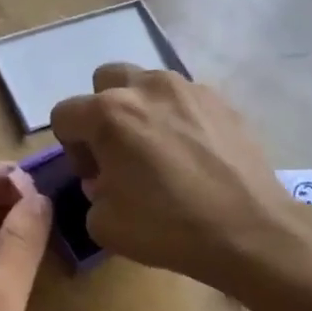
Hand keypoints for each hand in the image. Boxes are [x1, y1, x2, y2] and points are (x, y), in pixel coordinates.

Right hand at [49, 64, 304, 293]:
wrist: (247, 230)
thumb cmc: (167, 227)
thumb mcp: (103, 224)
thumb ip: (92, 193)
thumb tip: (106, 180)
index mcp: (110, 114)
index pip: (65, 114)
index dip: (71, 149)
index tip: (94, 177)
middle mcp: (147, 87)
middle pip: (105, 81)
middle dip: (101, 113)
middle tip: (117, 153)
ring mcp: (189, 88)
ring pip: (147, 84)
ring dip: (140, 111)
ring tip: (157, 151)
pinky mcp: (222, 100)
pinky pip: (184, 100)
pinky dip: (176, 118)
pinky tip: (191, 155)